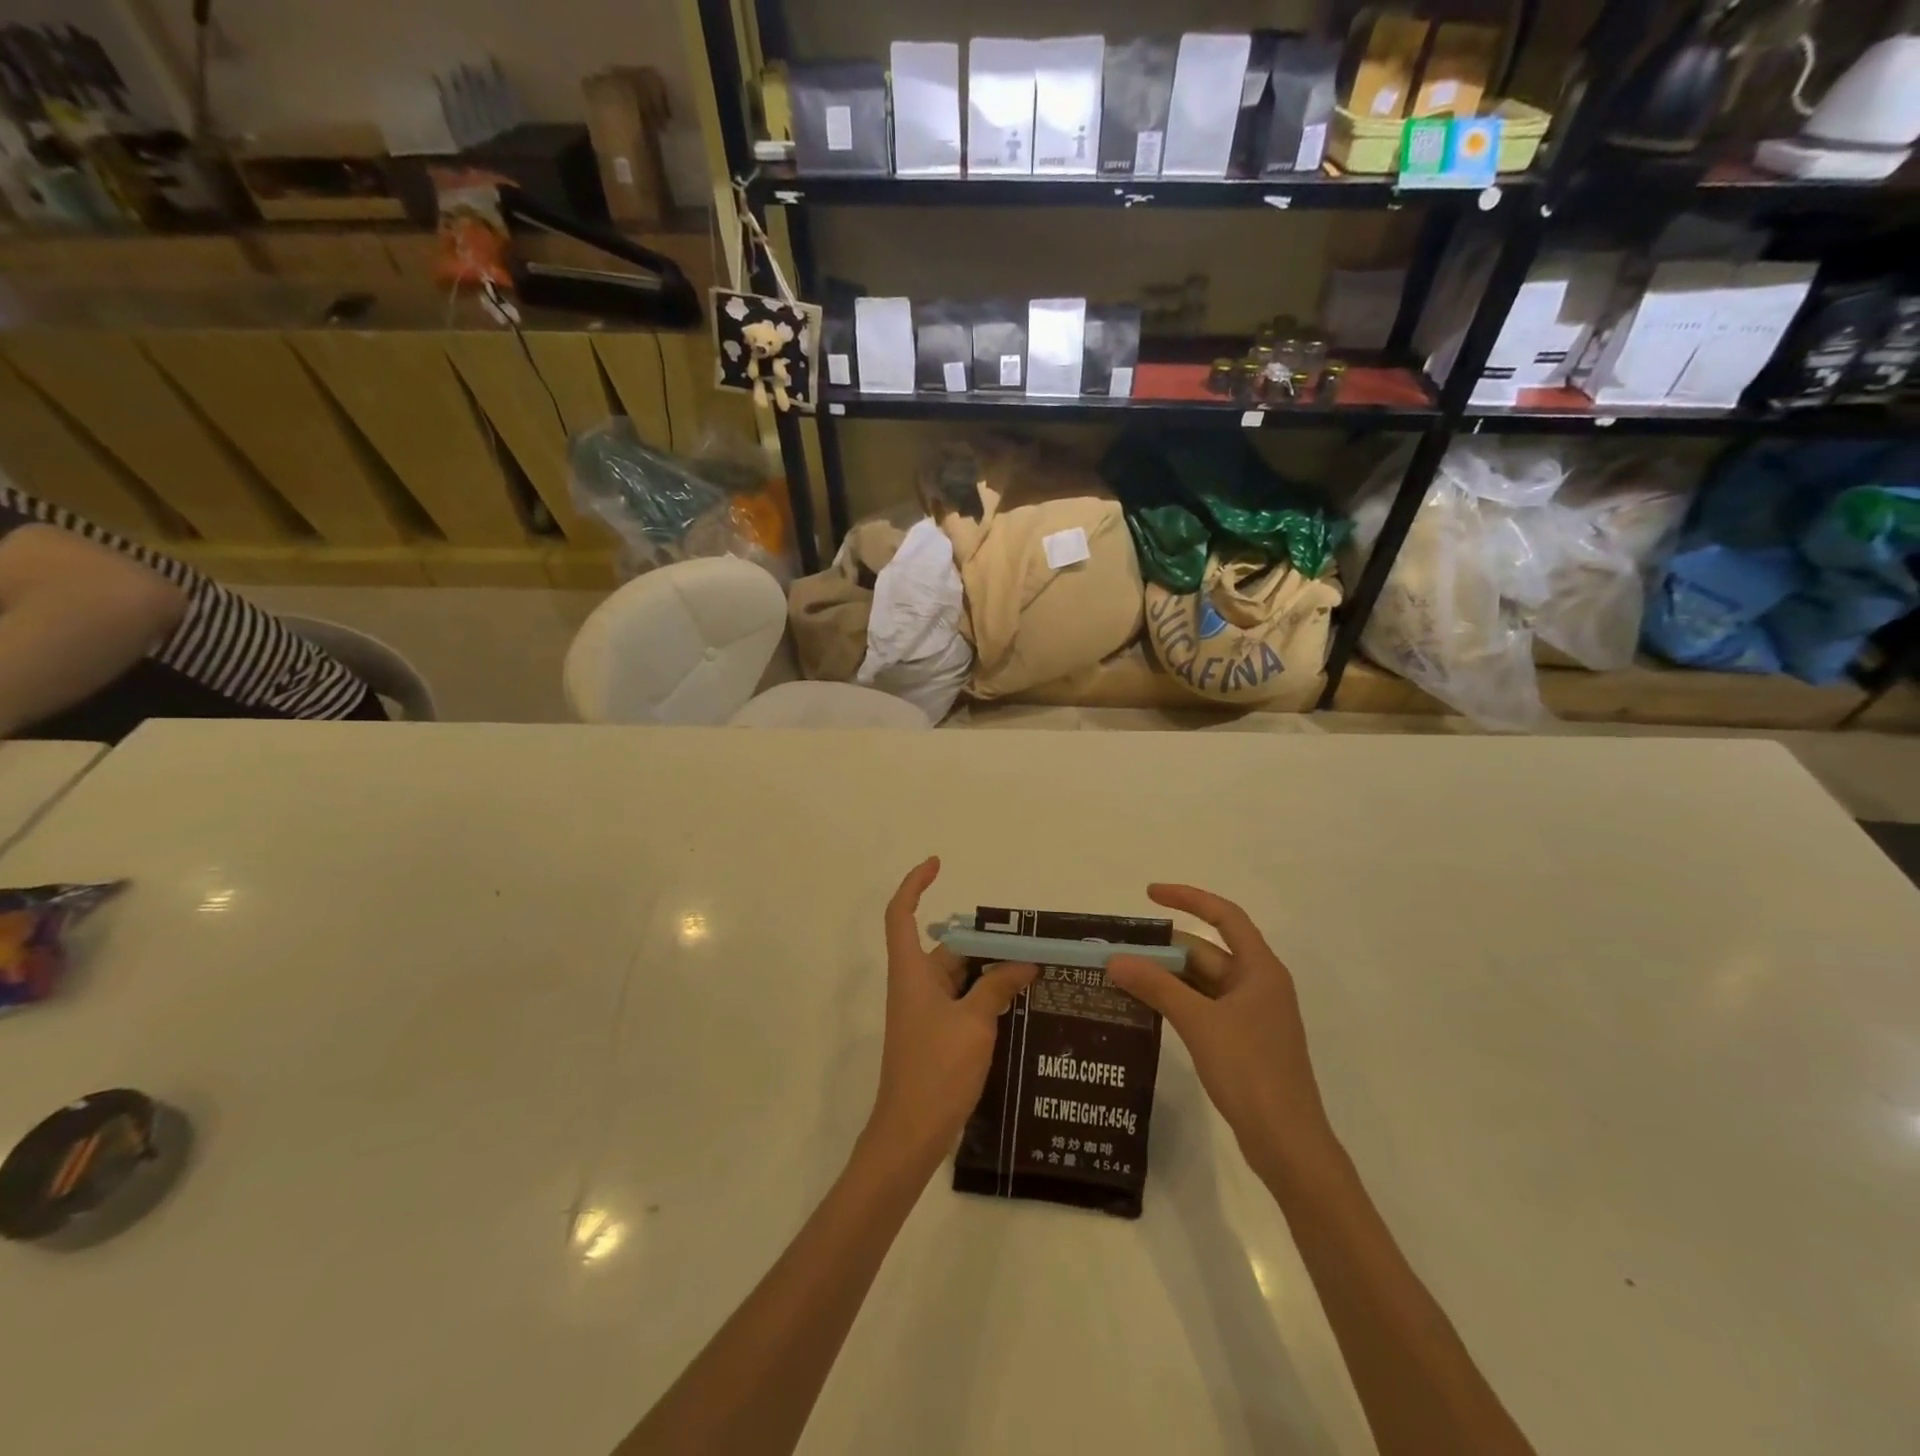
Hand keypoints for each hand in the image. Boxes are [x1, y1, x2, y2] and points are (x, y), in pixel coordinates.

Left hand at [864, 858, 1037, 1172]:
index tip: (937, 864)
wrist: (911, 1134)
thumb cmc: (936, 1070)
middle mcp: (915, 985)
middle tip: (1026, 939)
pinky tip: (1021, 1002)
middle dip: (983, 940)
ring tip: (1034, 968)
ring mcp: (925, 1012)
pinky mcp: (937, 1035)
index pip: (902, 915)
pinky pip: (964, 1001)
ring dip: (991, 971)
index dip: (915, 884)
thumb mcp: (974, 1023)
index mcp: (911, 972)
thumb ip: (998, 987)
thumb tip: (1024, 964)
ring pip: (960, 976)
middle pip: (947, 947)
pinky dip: (987, 996)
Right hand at [1106, 885, 1333, 1172]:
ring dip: (1168, 976)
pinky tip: (1146, 1007)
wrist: (1288, 1143)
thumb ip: (1157, 987)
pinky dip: (1176, 1001)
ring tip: (1124, 974)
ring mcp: (1251, 1015)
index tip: (1149, 894)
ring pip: (1203, 981)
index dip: (1188, 898)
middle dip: (1166, 948)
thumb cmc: (1251, 1072)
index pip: (1225, 916)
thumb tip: (1116, 959)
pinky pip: (1204, 1007)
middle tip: (1121, 948)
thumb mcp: (1199, 1023)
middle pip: (1208, 951)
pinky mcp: (1242, 1042)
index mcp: (1260, 970)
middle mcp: (1258, 985)